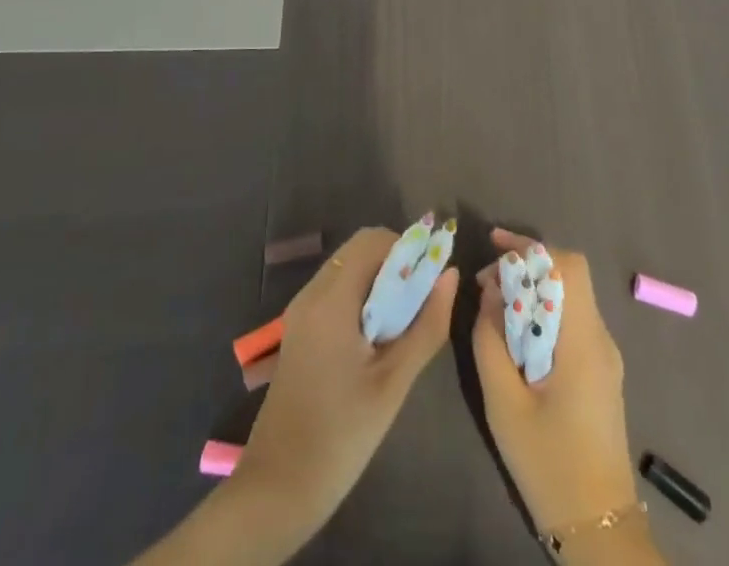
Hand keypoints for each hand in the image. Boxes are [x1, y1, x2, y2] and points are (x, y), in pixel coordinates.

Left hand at [234, 227, 458, 531]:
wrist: (278, 488)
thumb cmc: (341, 435)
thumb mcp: (394, 382)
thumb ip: (427, 324)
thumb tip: (450, 275)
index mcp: (331, 299)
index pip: (373, 240)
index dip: (407, 248)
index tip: (431, 279)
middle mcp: (312, 293)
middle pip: (359, 249)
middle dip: (396, 263)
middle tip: (421, 301)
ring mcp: (301, 310)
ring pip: (348, 268)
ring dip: (380, 279)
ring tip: (404, 321)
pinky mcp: (299, 328)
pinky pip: (336, 290)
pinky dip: (362, 295)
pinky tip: (378, 336)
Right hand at [473, 228, 638, 536]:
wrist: (599, 528)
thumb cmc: (549, 464)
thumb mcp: (504, 404)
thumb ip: (490, 341)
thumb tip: (490, 291)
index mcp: (583, 341)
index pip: (568, 266)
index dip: (531, 247)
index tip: (495, 246)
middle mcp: (601, 339)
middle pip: (569, 276)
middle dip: (527, 265)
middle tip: (487, 282)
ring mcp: (605, 356)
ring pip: (570, 297)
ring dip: (534, 289)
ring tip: (494, 305)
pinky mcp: (601, 372)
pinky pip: (572, 321)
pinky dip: (544, 312)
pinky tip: (516, 334)